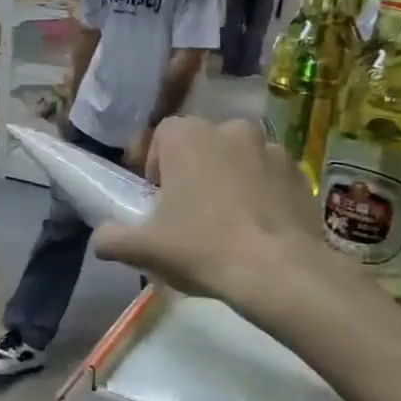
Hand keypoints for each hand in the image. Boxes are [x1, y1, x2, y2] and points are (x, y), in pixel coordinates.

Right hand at [93, 117, 321, 302]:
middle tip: (190, 211)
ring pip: (238, 158)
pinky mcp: (300, 172)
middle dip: (194, 170)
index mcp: (186, 135)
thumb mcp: (145, 249)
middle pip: (201, 144)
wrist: (279, 271)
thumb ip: (112, 238)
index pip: (162, 136)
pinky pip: (270, 176)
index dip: (157, 165)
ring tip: (229, 221)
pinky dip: (262, 192)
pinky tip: (259, 228)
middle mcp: (229, 128)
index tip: (159, 199)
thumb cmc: (202, 248)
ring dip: (230, 178)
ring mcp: (270, 148)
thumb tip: (100, 239)